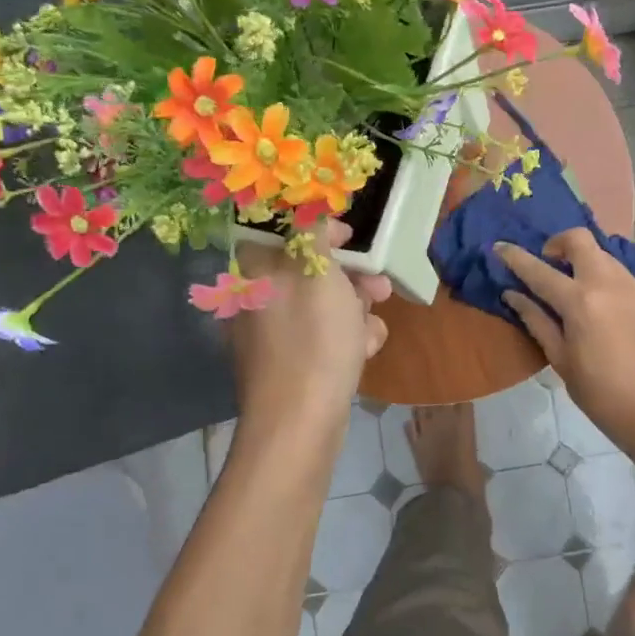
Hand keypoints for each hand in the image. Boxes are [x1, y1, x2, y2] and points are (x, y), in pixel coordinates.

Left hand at [228, 222, 390, 435]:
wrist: (300, 424)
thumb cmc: (313, 341)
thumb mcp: (318, 273)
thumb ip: (313, 231)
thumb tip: (311, 211)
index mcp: (255, 274)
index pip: (279, 232)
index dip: (316, 229)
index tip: (349, 238)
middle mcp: (258, 301)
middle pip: (309, 271)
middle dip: (351, 277)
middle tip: (379, 286)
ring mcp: (272, 336)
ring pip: (323, 306)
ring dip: (356, 310)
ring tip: (373, 328)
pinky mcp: (291, 365)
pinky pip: (323, 338)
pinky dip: (347, 339)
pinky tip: (365, 351)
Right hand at [497, 229, 634, 436]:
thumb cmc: (600, 393)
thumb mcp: (560, 359)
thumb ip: (537, 321)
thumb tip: (513, 295)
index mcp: (579, 301)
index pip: (539, 271)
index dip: (516, 257)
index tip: (500, 247)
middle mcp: (607, 283)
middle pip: (579, 240)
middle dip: (557, 243)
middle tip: (548, 264)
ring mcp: (633, 286)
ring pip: (603, 254)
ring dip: (583, 260)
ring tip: (575, 287)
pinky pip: (621, 274)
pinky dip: (604, 278)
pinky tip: (602, 306)